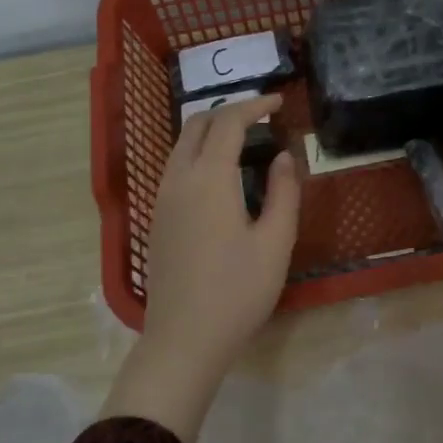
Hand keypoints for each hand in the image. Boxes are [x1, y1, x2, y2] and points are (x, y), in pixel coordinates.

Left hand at [101, 95, 300, 442]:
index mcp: (208, 179)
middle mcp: (178, 179)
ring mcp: (162, 199)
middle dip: (229, 111)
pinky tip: (220, 173)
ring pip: (181, 145)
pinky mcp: (158, 218)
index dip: (255, 106)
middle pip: (196, 125)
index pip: (228, 122)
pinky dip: (198, 152)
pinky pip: (175, 166)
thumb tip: (284, 158)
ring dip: (210, 131)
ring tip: (244, 140)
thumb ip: (283, 193)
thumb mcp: (275, 243)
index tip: (280, 103)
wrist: (184, 339)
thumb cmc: (237, 292)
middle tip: (262, 117)